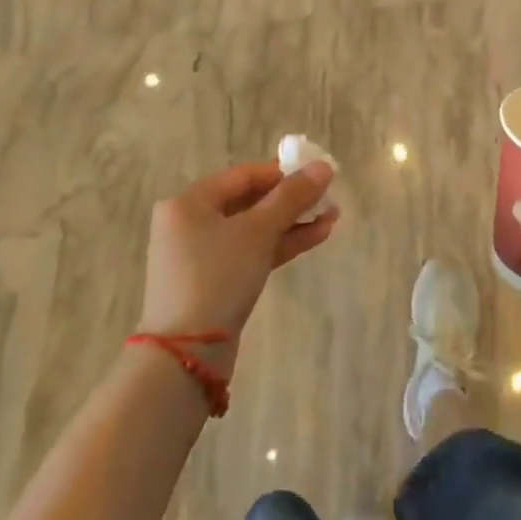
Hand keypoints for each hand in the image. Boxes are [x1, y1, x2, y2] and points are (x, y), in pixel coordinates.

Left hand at [139, 159, 337, 374]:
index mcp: (189, 203)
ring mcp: (201, 256)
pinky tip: (316, 236)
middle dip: (291, 200)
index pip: (243, 176)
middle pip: (249, 202)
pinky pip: (251, 253)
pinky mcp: (215, 283)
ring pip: (254, 230)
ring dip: (292, 223)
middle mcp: (190, 224)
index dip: (282, 172)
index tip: (317, 175)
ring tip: (332, 217)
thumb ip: (292, 197)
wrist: (188, 353)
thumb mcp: (258, 232)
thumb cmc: (217, 277)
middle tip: (328, 198)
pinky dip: (280, 245)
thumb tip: (323, 166)